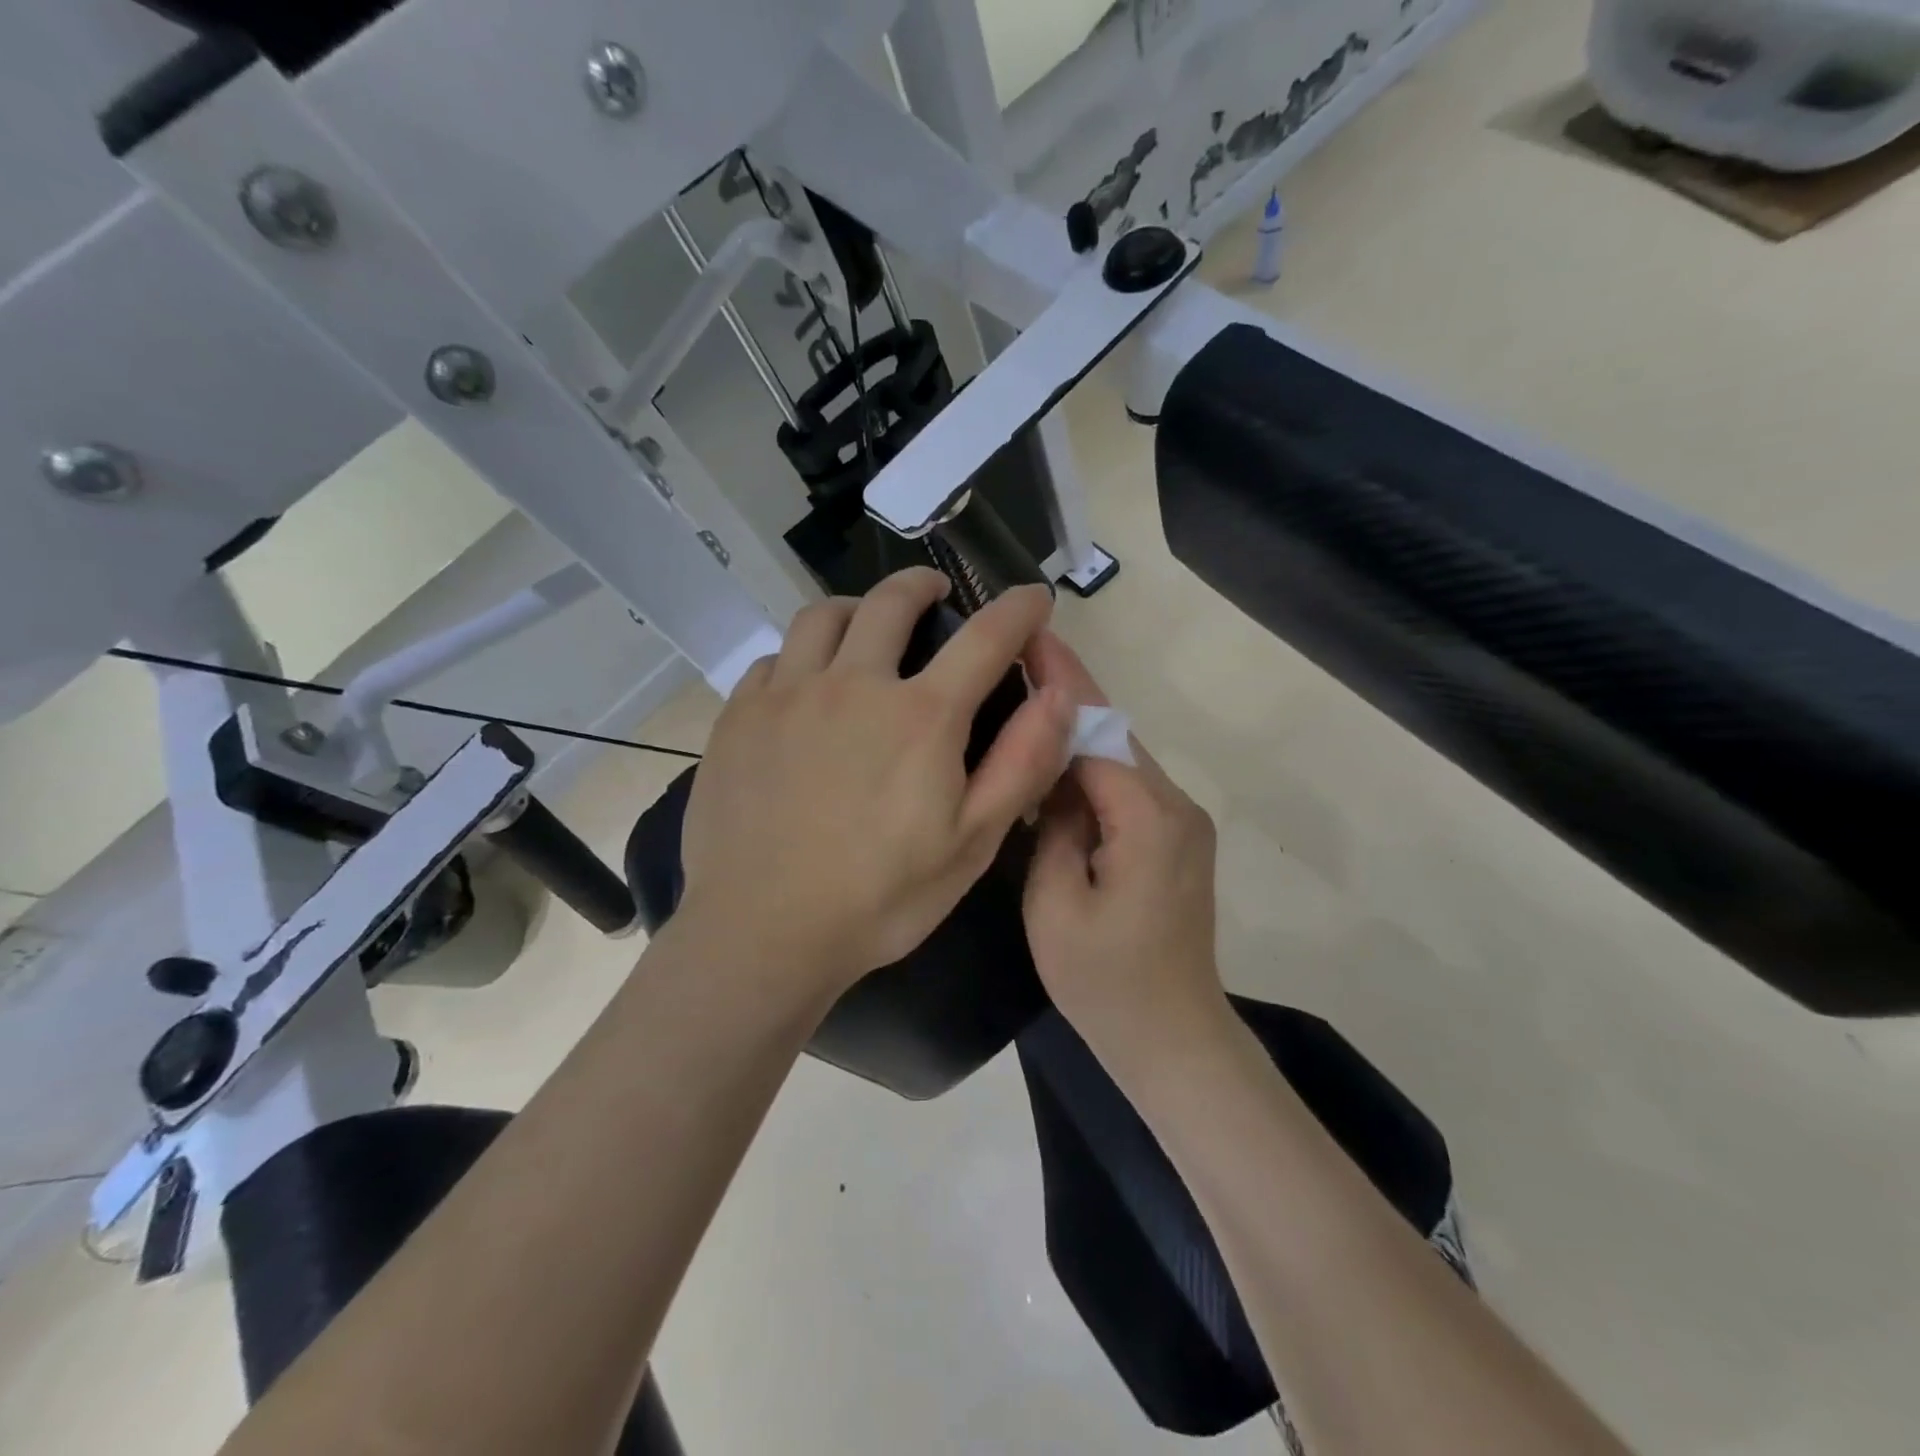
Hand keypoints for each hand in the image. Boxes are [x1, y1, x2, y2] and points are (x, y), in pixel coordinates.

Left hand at [678, 568, 1074, 1003]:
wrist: (761, 933)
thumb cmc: (880, 898)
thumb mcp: (972, 843)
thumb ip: (1022, 762)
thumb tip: (1059, 694)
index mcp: (920, 715)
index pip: (985, 637)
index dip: (1018, 609)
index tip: (1033, 595)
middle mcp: (853, 684)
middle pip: (891, 602)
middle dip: (923, 585)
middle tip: (936, 592)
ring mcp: (787, 694)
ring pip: (822, 616)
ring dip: (856, 610)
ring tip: (867, 629)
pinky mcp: (739, 716)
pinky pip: (774, 659)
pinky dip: (802, 656)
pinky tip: (806, 687)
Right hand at [1023, 632, 1226, 1065]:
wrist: (1173, 1037)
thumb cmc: (1106, 983)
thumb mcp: (1054, 906)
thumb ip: (1051, 827)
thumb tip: (1055, 780)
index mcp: (1147, 819)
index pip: (1098, 731)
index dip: (1062, 682)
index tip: (1031, 635)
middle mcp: (1175, 807)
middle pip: (1114, 734)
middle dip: (1067, 693)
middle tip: (1016, 656)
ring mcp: (1182, 823)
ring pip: (1121, 756)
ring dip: (1076, 728)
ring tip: (1026, 694)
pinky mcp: (1176, 840)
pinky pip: (1128, 785)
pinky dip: (1090, 765)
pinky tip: (1053, 758)